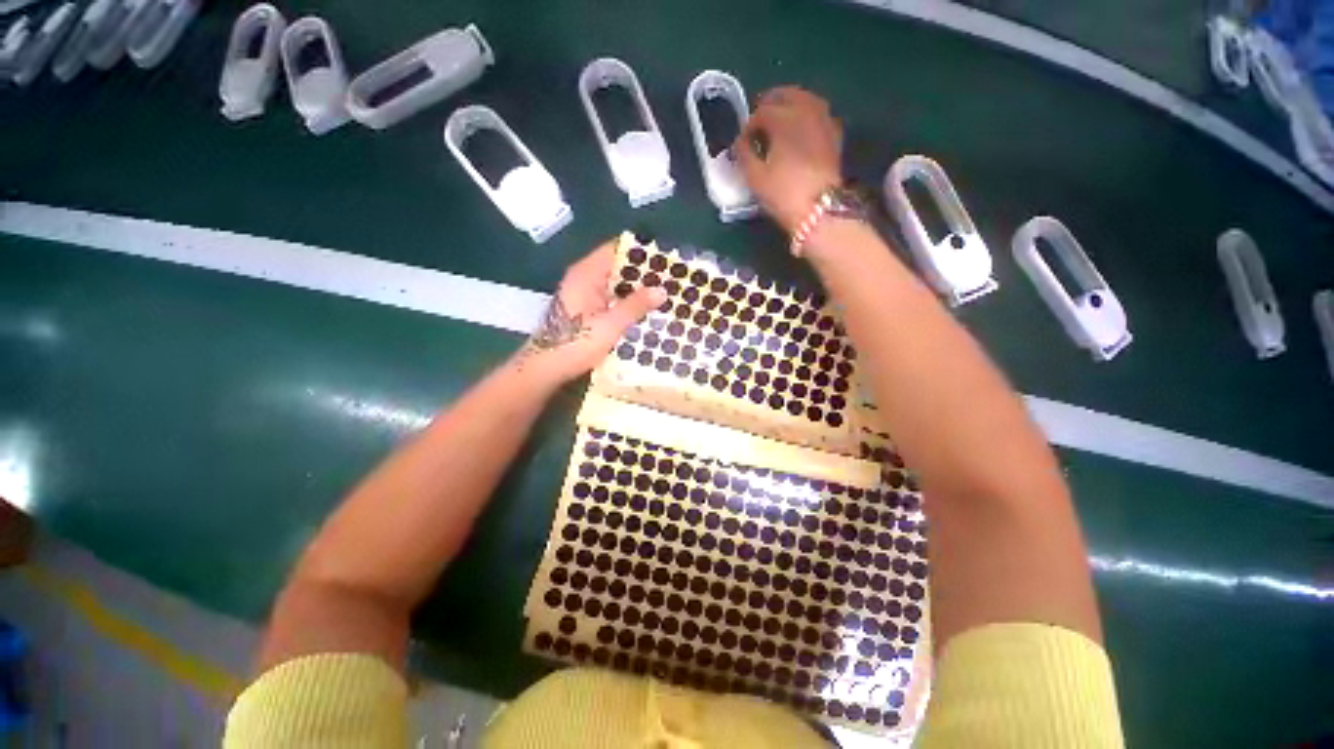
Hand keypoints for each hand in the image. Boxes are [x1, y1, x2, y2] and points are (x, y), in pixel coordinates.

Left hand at [515, 240, 663, 385]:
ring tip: (664, 294)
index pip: (616, 250)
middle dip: (643, 273)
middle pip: (617, 266)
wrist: (546, 368)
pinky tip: (645, 310)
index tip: (665, 258)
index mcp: (587, 274)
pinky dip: (626, 301)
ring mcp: (584, 294)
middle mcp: (584, 278)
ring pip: (615, 284)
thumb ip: (635, 306)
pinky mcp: (586, 309)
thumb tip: (662, 290)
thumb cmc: (576, 344)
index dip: (640, 252)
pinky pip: (611, 298)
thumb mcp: (610, 325)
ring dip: (636, 289)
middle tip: (671, 279)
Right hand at [735, 87, 843, 232]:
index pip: (760, 113)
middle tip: (760, 125)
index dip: (748, 127)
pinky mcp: (835, 134)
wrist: (819, 210)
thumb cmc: (783, 193)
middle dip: (770, 106)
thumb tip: (741, 142)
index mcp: (783, 118)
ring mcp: (824, 120)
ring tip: (779, 125)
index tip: (743, 143)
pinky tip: (801, 132)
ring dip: (790, 106)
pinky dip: (807, 117)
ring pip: (805, 100)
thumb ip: (744, 153)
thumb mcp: (754, 177)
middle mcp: (806, 110)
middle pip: (786, 95)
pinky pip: (819, 114)